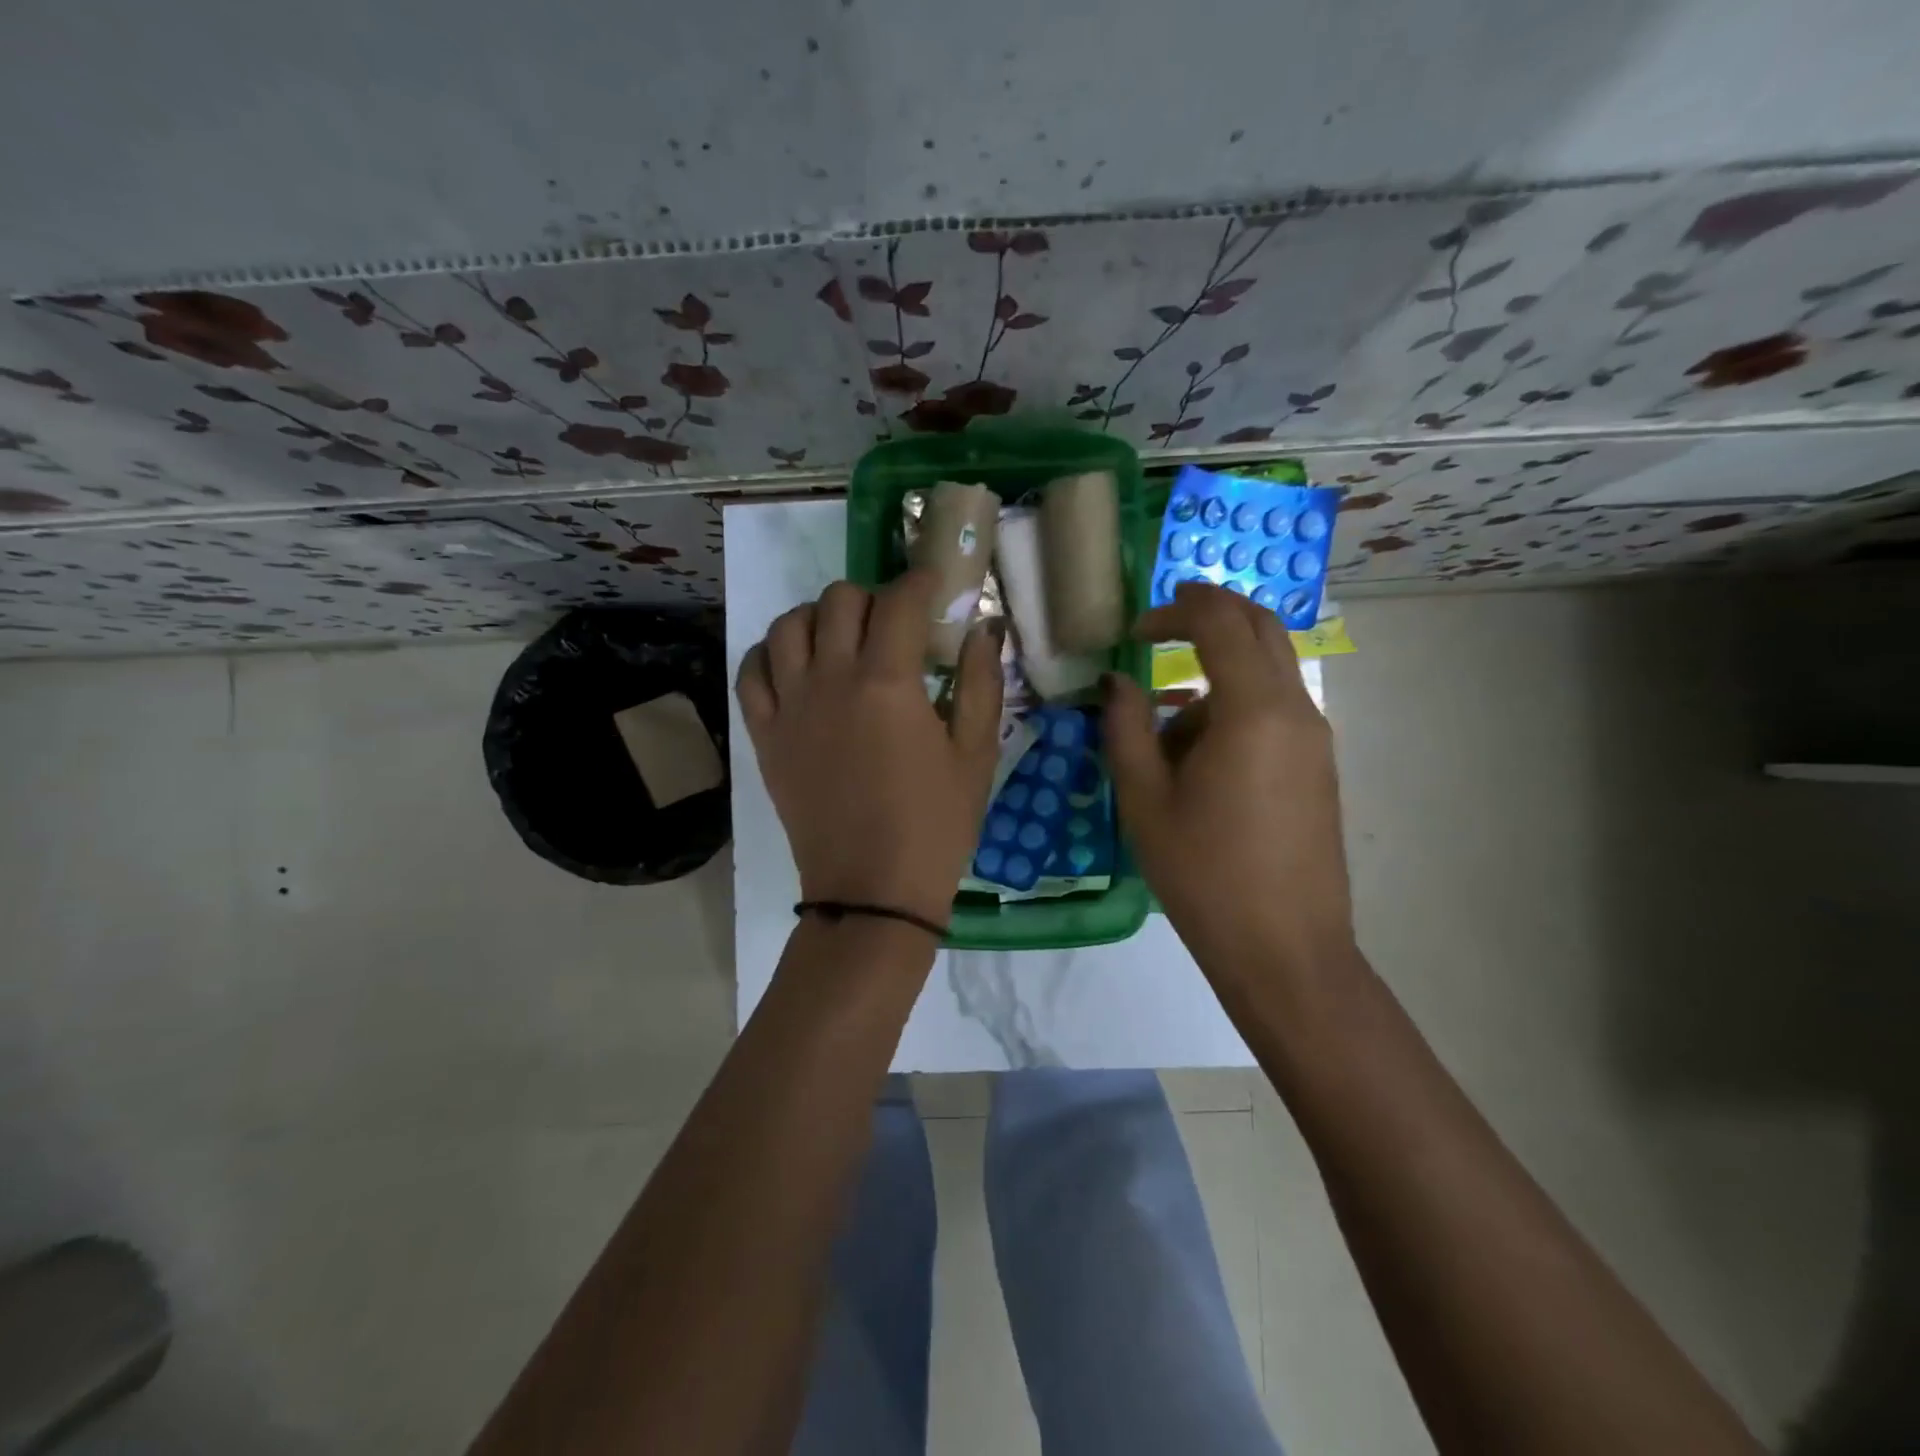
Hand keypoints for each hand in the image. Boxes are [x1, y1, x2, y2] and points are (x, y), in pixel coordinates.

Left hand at [737, 571, 1004, 926]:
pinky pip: (752, 671)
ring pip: (788, 625)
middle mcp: (831, 679)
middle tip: (894, 623)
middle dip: (873, 597)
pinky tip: (797, 665)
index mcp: (888, 682)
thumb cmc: (936, 825)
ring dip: (819, 617)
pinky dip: (772, 653)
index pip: (899, 600)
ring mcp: (790, 706)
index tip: (935, 585)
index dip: (921, 581)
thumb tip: (985, 628)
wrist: (872, 891)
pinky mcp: (765, 735)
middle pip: (839, 600)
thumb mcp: (976, 753)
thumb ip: (981, 682)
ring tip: (843, 639)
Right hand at [1104, 581, 1354, 976]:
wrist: (1284, 949)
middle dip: (1210, 614)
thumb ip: (1125, 728)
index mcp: (1252, 711)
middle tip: (1160, 625)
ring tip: (1165, 733)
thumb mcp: (1144, 799)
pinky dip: (1236, 705)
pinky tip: (1198, 760)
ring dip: (1217, 673)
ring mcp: (1315, 738)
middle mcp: (1295, 710)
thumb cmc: (1203, 874)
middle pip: (1261, 627)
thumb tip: (1117, 682)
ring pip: (1267, 671)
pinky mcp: (1318, 765)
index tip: (1135, 628)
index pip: (1220, 623)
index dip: (1175, 610)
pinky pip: (1276, 709)